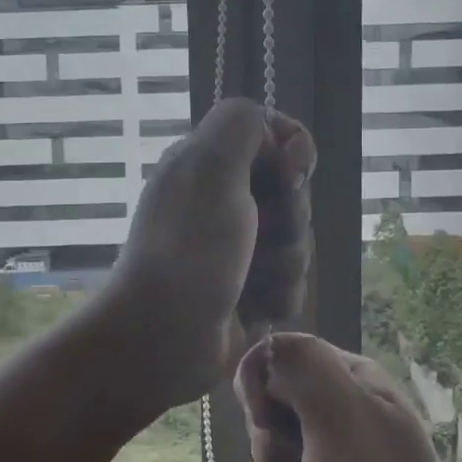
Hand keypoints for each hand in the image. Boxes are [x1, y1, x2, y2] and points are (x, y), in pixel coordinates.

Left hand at [103, 98, 315, 412]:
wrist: (164, 337)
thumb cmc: (190, 247)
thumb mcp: (210, 166)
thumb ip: (240, 125)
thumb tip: (271, 132)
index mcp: (207, 165)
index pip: (271, 136)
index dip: (292, 149)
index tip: (293, 171)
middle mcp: (221, 202)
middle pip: (292, 192)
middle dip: (290, 217)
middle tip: (262, 234)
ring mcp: (235, 249)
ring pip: (297, 241)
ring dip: (284, 262)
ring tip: (251, 281)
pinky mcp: (248, 292)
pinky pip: (290, 283)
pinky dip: (278, 295)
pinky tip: (255, 308)